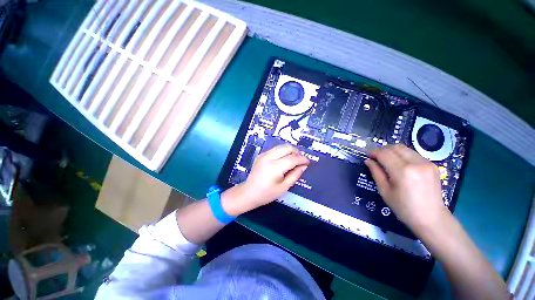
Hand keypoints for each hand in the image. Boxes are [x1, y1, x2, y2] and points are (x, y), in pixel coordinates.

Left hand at [222, 144, 309, 215]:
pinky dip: (282, 152)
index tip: (308, 162)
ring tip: (293, 159)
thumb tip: (304, 166)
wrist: (248, 193)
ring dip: (289, 151)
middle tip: (300, 160)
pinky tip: (283, 160)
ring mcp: (263, 155)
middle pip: (287, 147)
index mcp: (275, 167)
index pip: (292, 159)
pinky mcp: (261, 155)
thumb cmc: (266, 194)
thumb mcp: (283, 187)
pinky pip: (275, 149)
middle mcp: (269, 157)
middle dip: (296, 152)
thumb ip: (295, 175)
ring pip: (281, 146)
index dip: (302, 159)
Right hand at [365, 144, 448, 231]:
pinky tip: (401, 165)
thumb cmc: (404, 207)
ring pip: (405, 148)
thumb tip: (368, 160)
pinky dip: (403, 156)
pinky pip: (413, 154)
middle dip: (383, 150)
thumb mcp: (384, 191)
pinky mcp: (432, 165)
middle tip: (376, 158)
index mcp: (402, 172)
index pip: (384, 153)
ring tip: (387, 161)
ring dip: (393, 151)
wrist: (431, 218)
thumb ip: (376, 173)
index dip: (374, 152)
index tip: (368, 156)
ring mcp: (427, 163)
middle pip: (395, 147)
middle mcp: (416, 163)